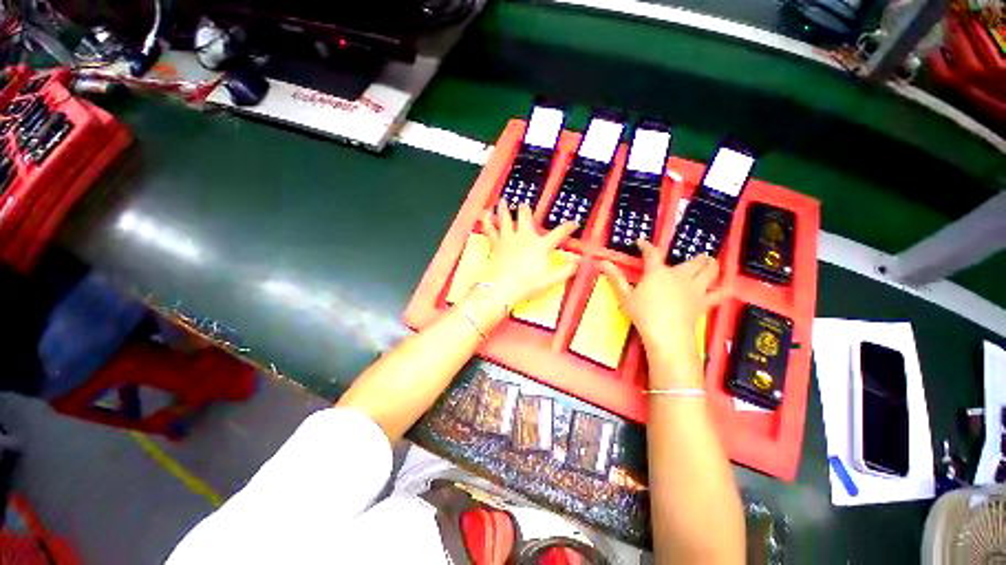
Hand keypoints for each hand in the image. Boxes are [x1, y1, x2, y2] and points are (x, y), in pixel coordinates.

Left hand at [478, 201, 579, 308]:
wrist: (504, 287)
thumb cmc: (529, 284)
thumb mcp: (551, 280)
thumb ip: (566, 270)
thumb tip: (579, 261)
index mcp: (541, 245)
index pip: (558, 234)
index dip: (568, 227)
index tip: (574, 222)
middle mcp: (525, 237)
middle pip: (526, 218)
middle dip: (526, 210)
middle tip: (523, 204)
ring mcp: (509, 239)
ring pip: (507, 219)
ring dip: (504, 209)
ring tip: (502, 200)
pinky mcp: (497, 244)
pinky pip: (491, 231)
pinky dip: (487, 222)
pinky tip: (484, 215)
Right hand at [600, 240, 725, 383]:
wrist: (667, 334)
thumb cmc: (643, 313)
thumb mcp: (625, 295)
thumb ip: (615, 277)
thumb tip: (602, 262)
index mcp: (657, 272)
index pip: (652, 253)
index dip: (646, 246)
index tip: (641, 242)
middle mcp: (680, 275)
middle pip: (693, 260)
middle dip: (695, 256)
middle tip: (694, 257)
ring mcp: (695, 288)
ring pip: (710, 271)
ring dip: (711, 265)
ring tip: (709, 263)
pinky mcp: (704, 302)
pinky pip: (719, 293)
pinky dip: (722, 287)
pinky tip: (723, 285)